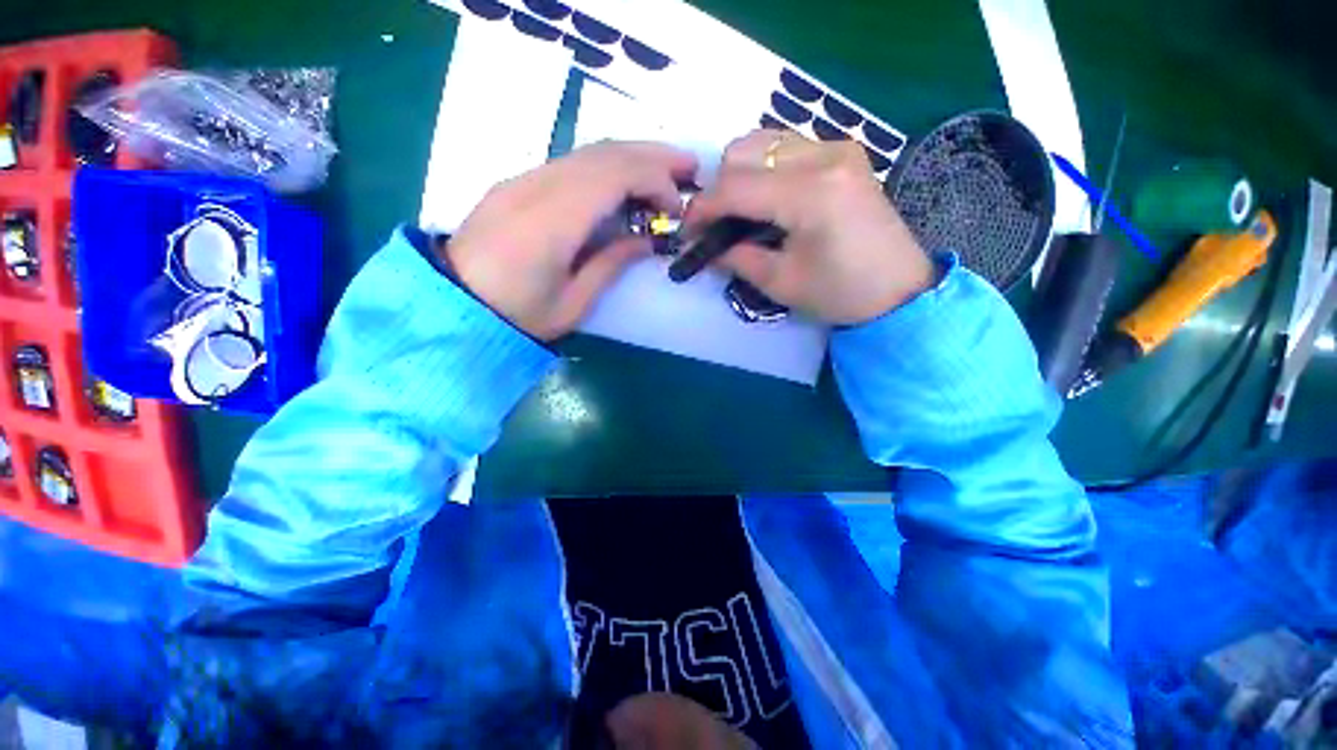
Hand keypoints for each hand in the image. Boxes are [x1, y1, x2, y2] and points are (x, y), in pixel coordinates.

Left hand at [446, 141, 696, 339]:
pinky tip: (623, 183)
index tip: (675, 208)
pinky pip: (570, 163)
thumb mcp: (573, 303)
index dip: (653, 181)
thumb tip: (646, 239)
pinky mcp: (516, 184)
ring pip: (587, 151)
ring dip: (631, 155)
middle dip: (652, 155)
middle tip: (688, 168)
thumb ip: (611, 264)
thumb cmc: (517, 316)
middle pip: (603, 152)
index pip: (612, 175)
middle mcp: (536, 187)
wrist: (454, 306)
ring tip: (665, 171)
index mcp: (551, 221)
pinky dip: (606, 166)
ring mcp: (522, 180)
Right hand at [684, 130, 933, 324]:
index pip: (735, 187)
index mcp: (811, 194)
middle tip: (717, 225)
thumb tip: (707, 246)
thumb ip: (736, 258)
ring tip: (741, 212)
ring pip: (764, 142)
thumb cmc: (840, 293)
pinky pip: (787, 146)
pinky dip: (765, 168)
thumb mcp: (780, 283)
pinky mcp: (843, 151)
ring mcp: (837, 147)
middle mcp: (824, 155)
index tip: (687, 232)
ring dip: (740, 174)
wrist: (898, 289)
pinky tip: (768, 199)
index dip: (702, 209)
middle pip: (744, 150)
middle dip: (720, 188)